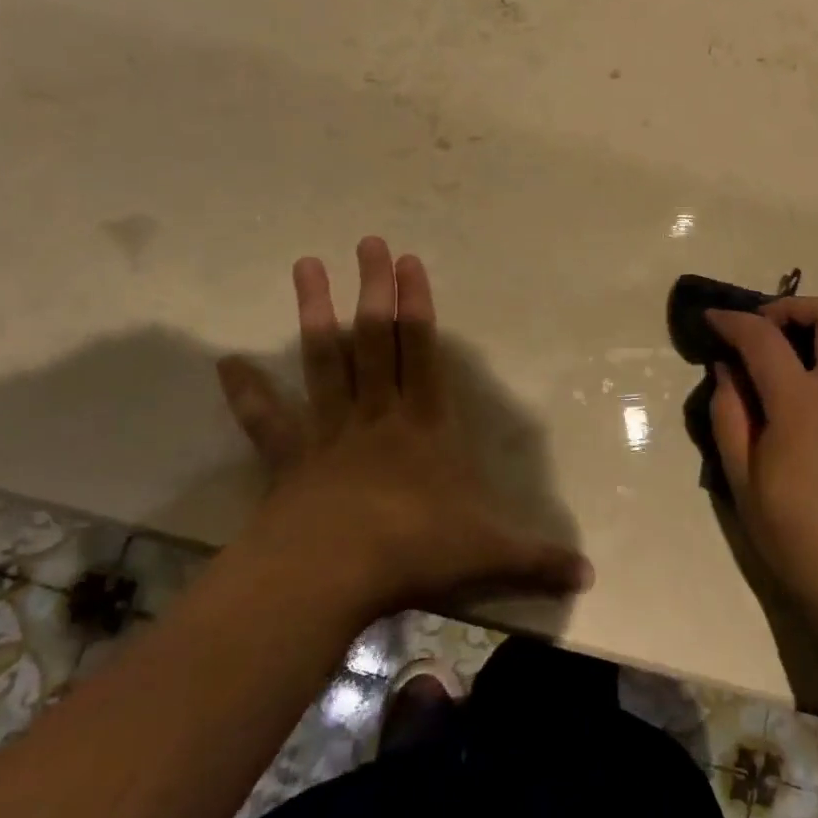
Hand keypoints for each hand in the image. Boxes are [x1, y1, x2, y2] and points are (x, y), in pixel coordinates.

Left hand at [216, 237, 590, 620]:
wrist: (331, 576)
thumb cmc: (415, 550)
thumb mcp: (490, 555)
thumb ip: (539, 559)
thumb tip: (592, 575)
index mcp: (424, 426)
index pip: (422, 353)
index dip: (417, 306)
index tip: (409, 262)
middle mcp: (377, 416)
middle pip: (374, 341)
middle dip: (373, 290)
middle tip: (367, 242)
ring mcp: (329, 433)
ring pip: (324, 362)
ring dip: (315, 313)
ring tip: (306, 265)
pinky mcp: (290, 461)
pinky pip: (268, 421)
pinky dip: (248, 393)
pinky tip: (225, 364)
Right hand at [706, 298, 817, 630]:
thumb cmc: (800, 537)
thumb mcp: (743, 483)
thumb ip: (729, 417)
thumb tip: (727, 370)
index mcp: (803, 405)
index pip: (763, 340)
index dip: (733, 322)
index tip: (712, 319)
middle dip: (791, 309)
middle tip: (765, 331)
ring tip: (808, 346)